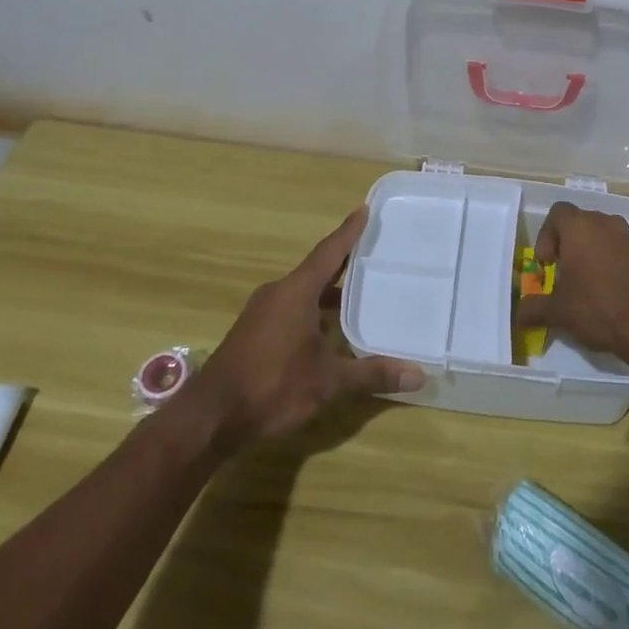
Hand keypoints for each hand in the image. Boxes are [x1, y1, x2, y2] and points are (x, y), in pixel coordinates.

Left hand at [181, 208, 424, 450]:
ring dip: (327, 291)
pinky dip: (312, 309)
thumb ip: (372, 375)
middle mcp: (277, 293)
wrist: (210, 418)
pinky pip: (290, 308)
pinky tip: (328, 330)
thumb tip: (418, 376)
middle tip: (373, 253)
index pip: (329, 252)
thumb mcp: (328, 381)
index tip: (365, 210)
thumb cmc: (272, 386)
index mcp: (296, 291)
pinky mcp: (253, 333)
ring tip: (358, 293)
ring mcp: (261, 313)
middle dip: (343, 262)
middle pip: (316, 269)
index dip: (349, 232)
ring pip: (302, 291)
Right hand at [514, 202, 628, 371]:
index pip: (557, 213)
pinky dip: (609, 263)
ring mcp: (628, 238)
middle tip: (562, 274)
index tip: (546, 263)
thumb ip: (534, 308)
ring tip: (584, 284)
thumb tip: (518, 315)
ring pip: (601, 236)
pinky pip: (619, 251)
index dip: (546, 235)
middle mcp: (605, 223)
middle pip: (580, 223)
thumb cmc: (597, 306)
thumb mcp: (558, 311)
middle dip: (567, 245)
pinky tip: (607, 292)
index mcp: (580, 227)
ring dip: (590, 253)